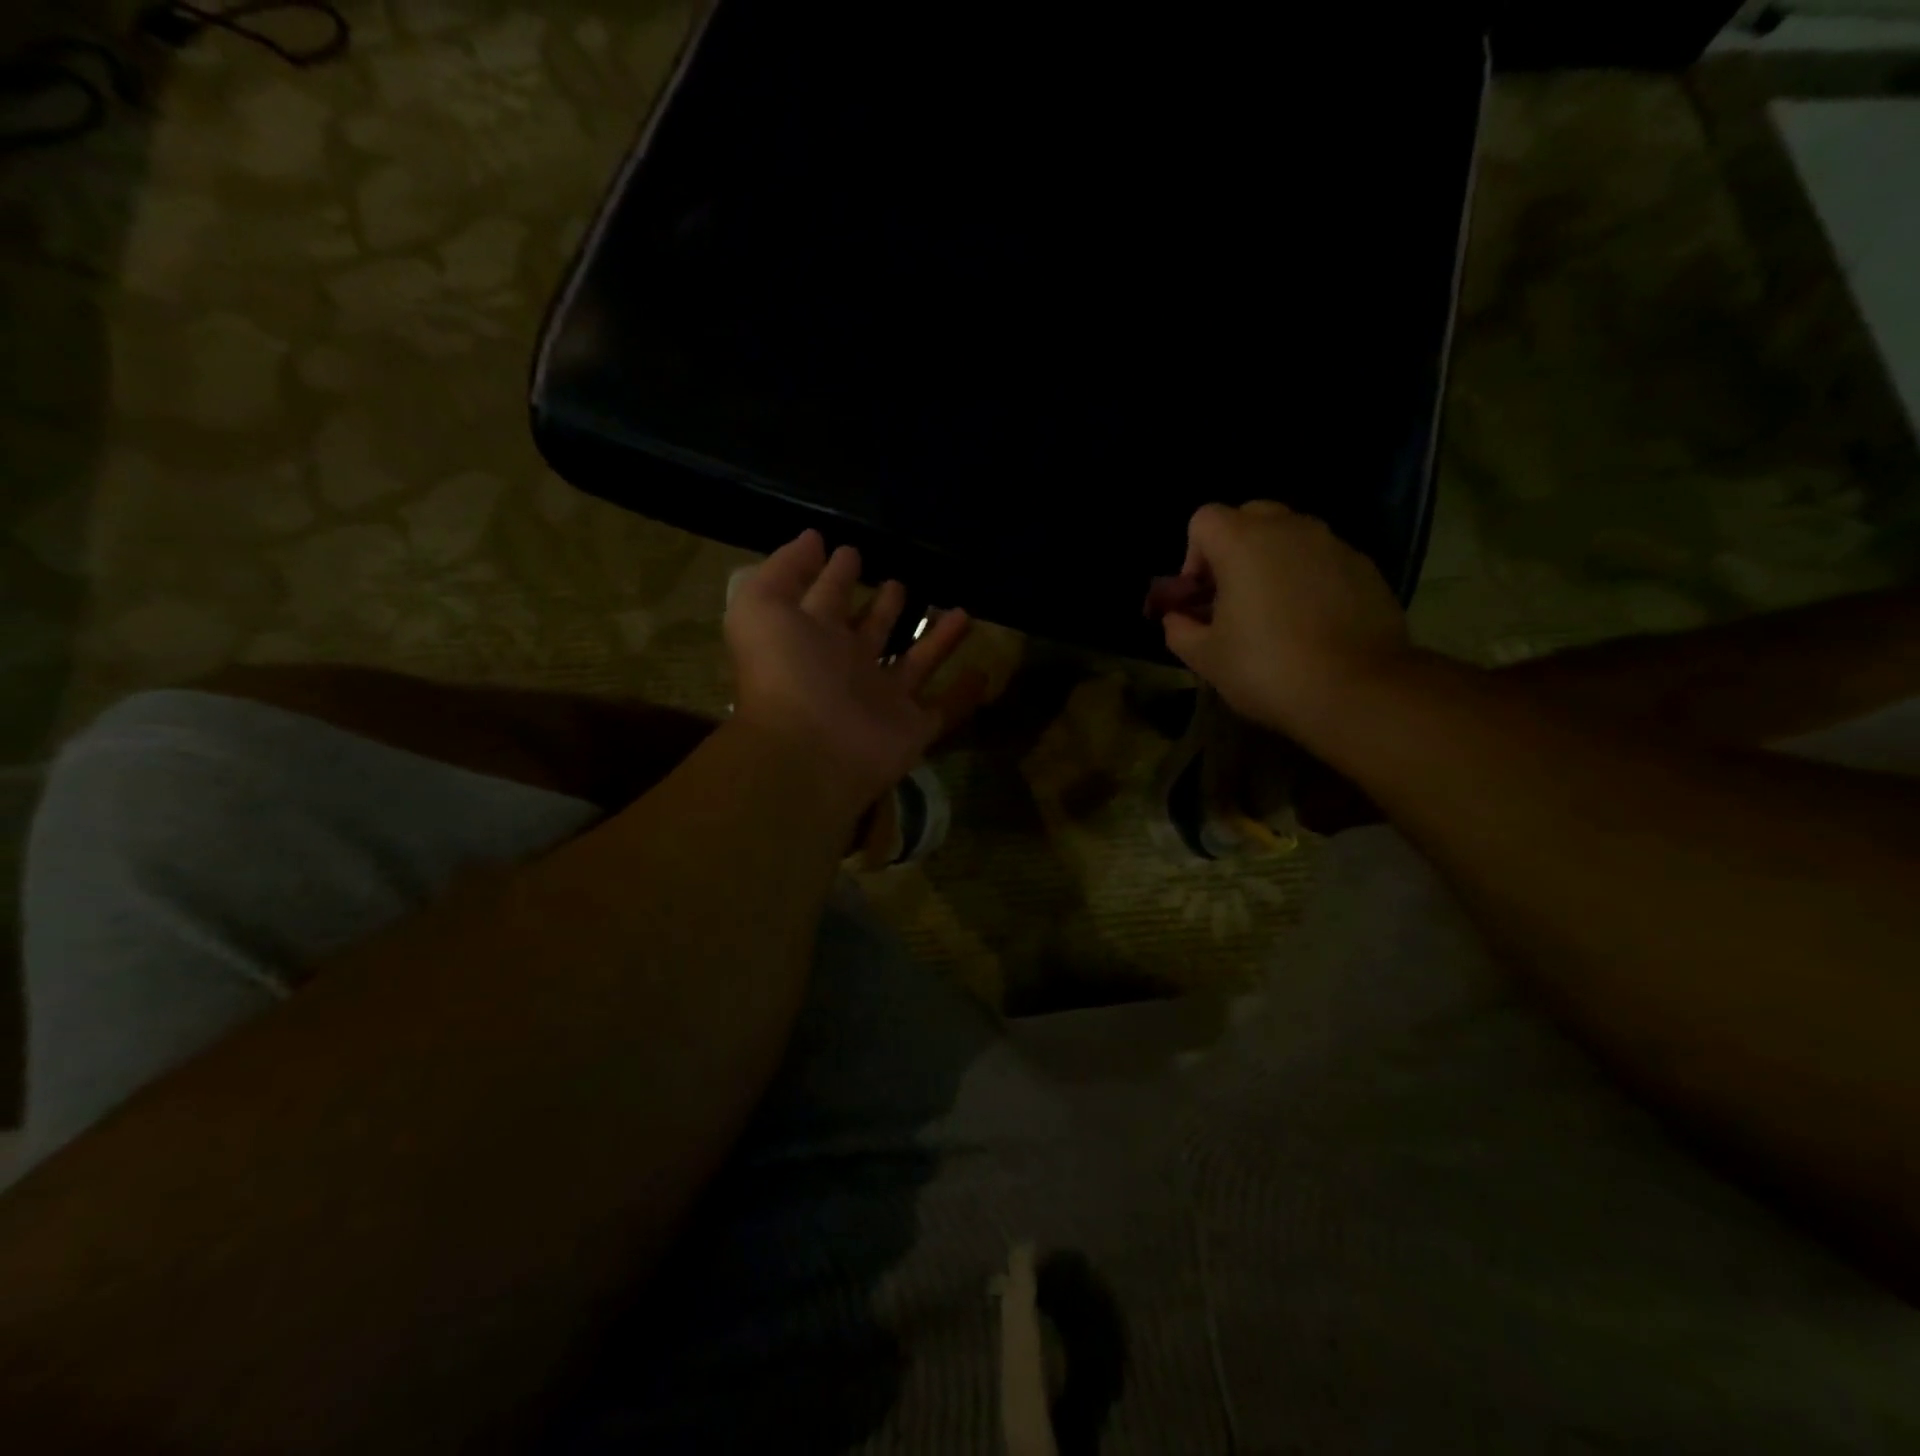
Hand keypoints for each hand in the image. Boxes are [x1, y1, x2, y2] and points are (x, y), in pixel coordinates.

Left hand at [725, 531, 981, 807]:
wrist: (810, 752)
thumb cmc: (785, 672)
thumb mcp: (763, 607)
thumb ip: (784, 569)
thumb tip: (813, 539)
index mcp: (812, 637)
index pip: (828, 598)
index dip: (837, 574)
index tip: (853, 550)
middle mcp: (847, 666)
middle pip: (871, 630)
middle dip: (884, 606)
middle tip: (902, 582)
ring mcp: (881, 699)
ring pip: (914, 662)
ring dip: (936, 639)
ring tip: (960, 610)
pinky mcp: (912, 728)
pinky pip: (944, 708)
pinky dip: (964, 694)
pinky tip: (983, 671)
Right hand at [1162, 501, 1414, 738]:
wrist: (1358, 690)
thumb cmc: (1267, 668)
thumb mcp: (1205, 658)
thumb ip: (1179, 630)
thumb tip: (1177, 618)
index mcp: (1243, 542)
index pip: (1204, 520)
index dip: (1193, 556)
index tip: (1200, 596)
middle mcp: (1289, 529)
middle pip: (1249, 517)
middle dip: (1233, 550)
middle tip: (1233, 598)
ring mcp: (1333, 544)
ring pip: (1289, 537)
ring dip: (1273, 563)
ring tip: (1274, 614)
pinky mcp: (1365, 567)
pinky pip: (1322, 559)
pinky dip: (1309, 579)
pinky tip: (1311, 624)